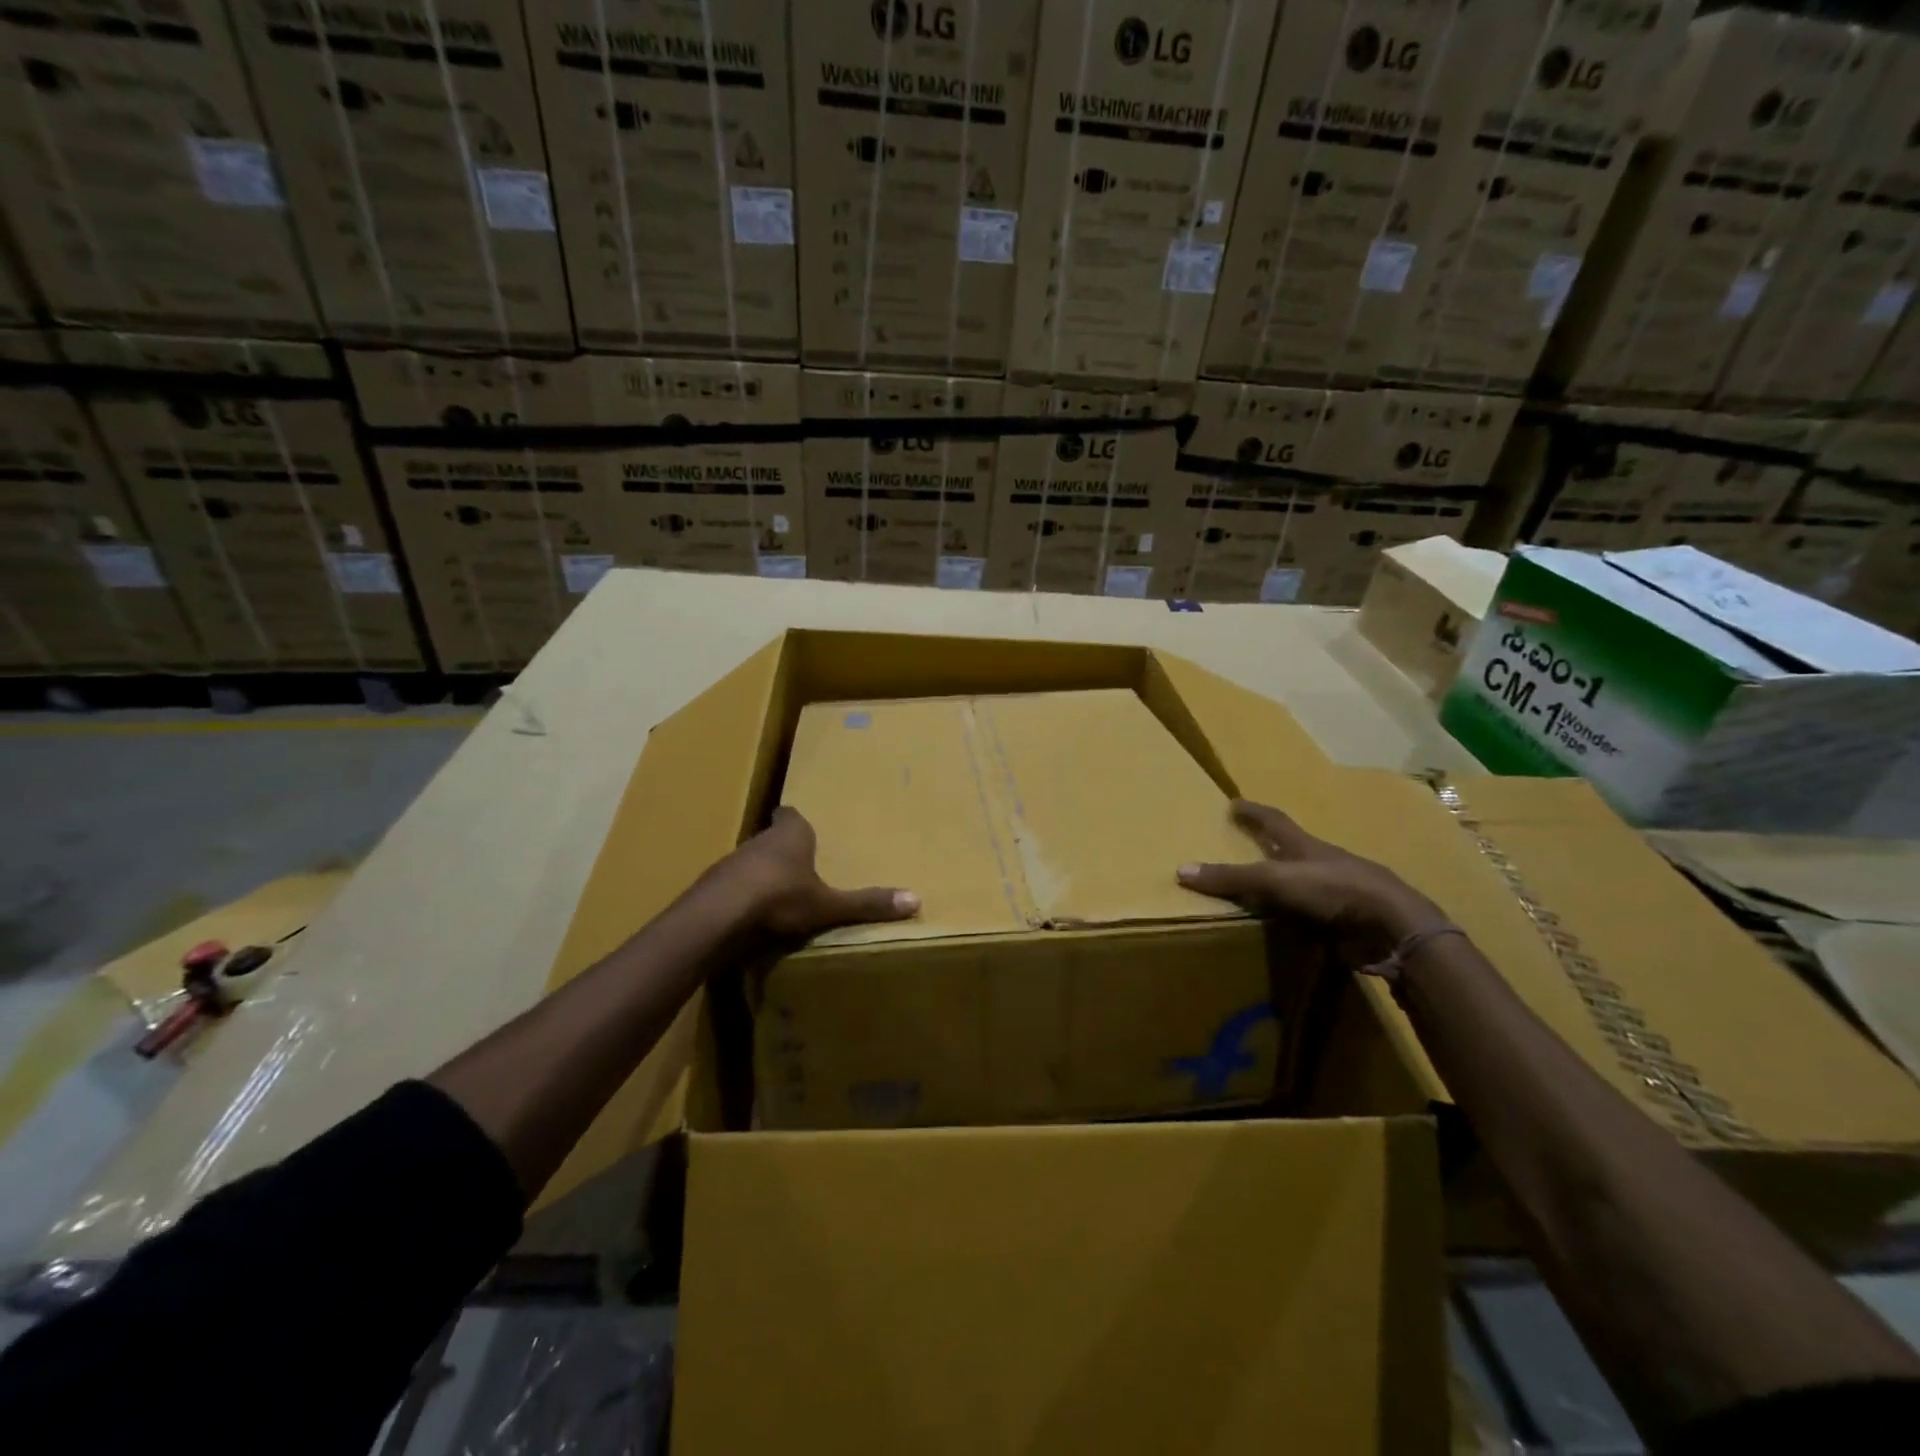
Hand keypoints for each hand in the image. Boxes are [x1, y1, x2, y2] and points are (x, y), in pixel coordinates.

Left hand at [707, 806, 918, 944]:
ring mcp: (732, 861)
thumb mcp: (829, 905)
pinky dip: (742, 895)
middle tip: (799, 866)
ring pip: (751, 861)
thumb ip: (867, 903)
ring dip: (761, 873)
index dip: (798, 823)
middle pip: (773, 838)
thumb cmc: (781, 897)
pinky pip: (732, 885)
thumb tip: (915, 899)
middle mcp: (761, 839)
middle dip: (784, 850)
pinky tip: (750, 915)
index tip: (805, 831)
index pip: (793, 816)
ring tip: (777, 894)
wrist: (719, 915)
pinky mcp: (713, 885)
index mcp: (792, 834)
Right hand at [1177, 799, 1441, 963]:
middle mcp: (1323, 864)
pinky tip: (1287, 928)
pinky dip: (1298, 920)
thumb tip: (1181, 870)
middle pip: (1292, 851)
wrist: (1393, 926)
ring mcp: (1339, 893)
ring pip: (1305, 885)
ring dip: (1285, 887)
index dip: (1253, 812)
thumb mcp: (1275, 879)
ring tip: (1259, 893)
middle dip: (1270, 848)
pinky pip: (1314, 917)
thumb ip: (1231, 877)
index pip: (1274, 821)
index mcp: (1306, 846)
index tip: (1234, 802)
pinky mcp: (1348, 922)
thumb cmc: (1333, 889)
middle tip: (1244, 847)